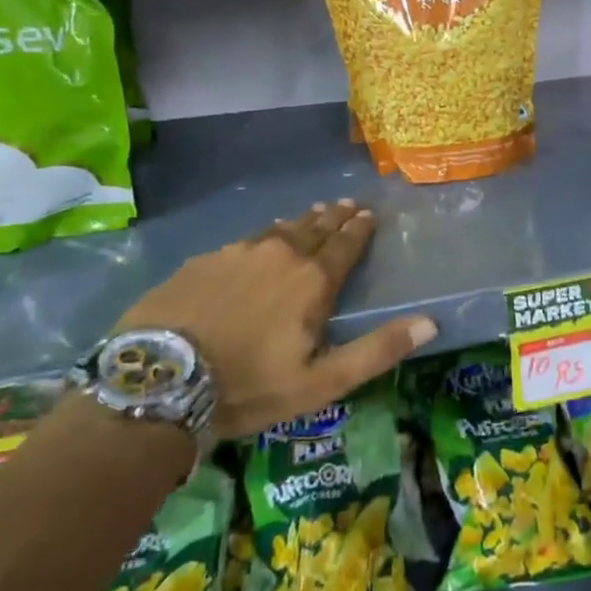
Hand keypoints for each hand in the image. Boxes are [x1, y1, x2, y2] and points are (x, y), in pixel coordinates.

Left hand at [117, 201, 435, 439]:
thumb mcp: (321, 382)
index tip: (369, 214)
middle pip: (315, 229)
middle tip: (347, 204)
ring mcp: (238, 254)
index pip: (345, 245)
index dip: (360, 229)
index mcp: (312, 281)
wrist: (159, 380)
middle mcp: (280, 255)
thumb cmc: (249, 385)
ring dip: (301, 221)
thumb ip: (377, 350)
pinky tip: (261, 238)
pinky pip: (245, 240)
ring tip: (312, 213)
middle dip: (335, 217)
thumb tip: (431, 322)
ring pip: (279, 230)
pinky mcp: (203, 261)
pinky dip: (263, 235)